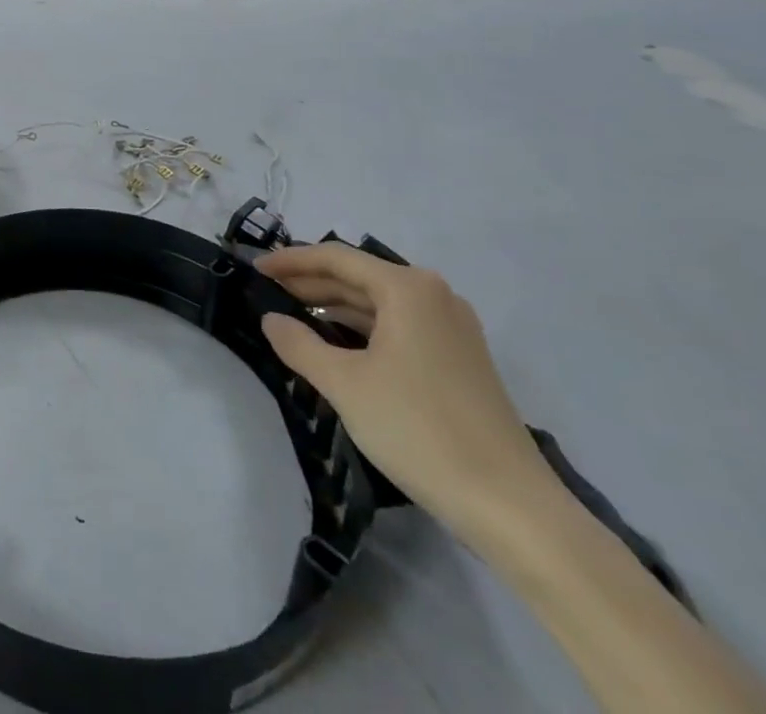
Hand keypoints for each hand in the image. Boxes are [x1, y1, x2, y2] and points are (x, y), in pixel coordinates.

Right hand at [256, 242, 557, 545]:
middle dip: (309, 283)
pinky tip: (334, 345)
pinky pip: (397, 326)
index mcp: (407, 288)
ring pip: (377, 303)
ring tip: (291, 316)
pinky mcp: (459, 358)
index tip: (254, 268)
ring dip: (333, 307)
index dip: (290, 261)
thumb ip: (298, 344)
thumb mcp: (344, 384)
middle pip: (358, 276)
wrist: (512, 507)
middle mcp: (433, 295)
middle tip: (266, 293)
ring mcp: (451, 327)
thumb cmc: (418, 429)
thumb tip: (270, 319)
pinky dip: (361, 329)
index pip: (335, 258)